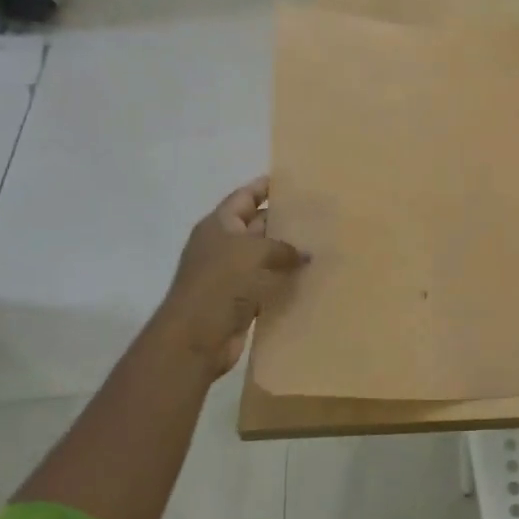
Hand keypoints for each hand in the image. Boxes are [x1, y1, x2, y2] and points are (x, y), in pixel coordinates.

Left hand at [161, 177, 307, 380]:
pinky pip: (268, 283)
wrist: (196, 337)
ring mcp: (231, 274)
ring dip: (288, 253)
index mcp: (218, 225)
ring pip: (265, 256)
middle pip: (257, 225)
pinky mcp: (241, 300)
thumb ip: (283, 248)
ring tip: (322, 244)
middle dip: (284, 219)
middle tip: (318, 214)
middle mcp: (223, 246)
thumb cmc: (220, 282)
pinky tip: (311, 277)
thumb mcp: (254, 252)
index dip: (264, 187)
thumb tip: (305, 254)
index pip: (244, 197)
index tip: (292, 181)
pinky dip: (286, 280)